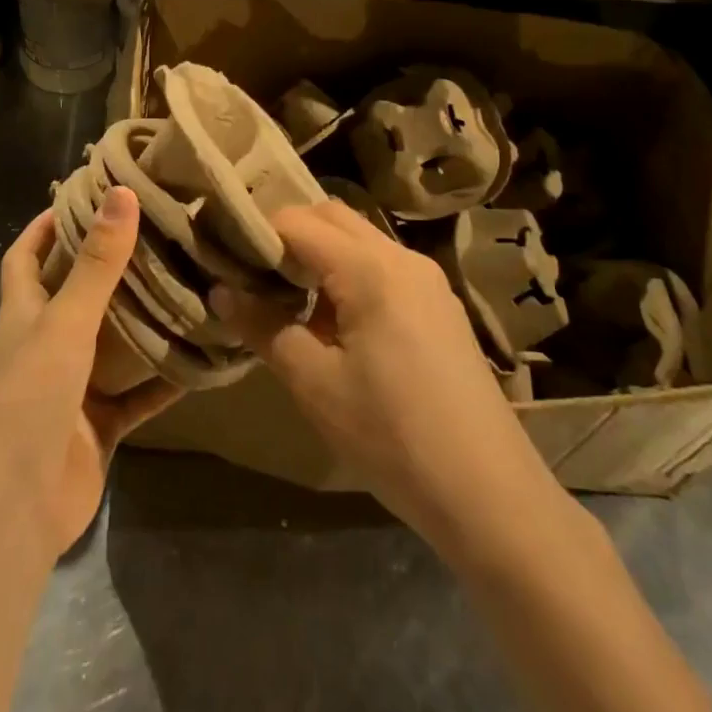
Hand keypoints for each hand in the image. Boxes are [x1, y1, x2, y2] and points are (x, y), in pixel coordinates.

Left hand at [0, 188, 180, 560]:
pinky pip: (139, 395)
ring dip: (143, 320)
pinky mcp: (99, 426)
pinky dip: (164, 379)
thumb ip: (97, 263)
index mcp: (24, 315)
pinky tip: (202, 358)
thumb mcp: (65, 323)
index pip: (25, 256)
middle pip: (76, 294)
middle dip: (108, 266)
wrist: (14, 511)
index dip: (45, 226)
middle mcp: (46, 345)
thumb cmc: (28, 400)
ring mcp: (73, 388)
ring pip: (113, 343)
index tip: (82, 196)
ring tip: (187, 282)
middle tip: (158, 233)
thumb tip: (121, 193)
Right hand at [211, 201, 559, 556]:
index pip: (298, 222)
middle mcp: (402, 258)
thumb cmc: (392, 436)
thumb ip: (264, 328)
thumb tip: (222, 292)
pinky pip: (382, 266)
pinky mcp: (439, 305)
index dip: (257, 233)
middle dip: (288, 234)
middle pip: (332, 217)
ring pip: (359, 240)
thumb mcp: (315, 384)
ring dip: (319, 254)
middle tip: (252, 272)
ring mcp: (427, 280)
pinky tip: (333, 321)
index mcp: (370, 268)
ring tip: (286, 298)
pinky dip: (348, 274)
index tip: (225, 256)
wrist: (489, 494)